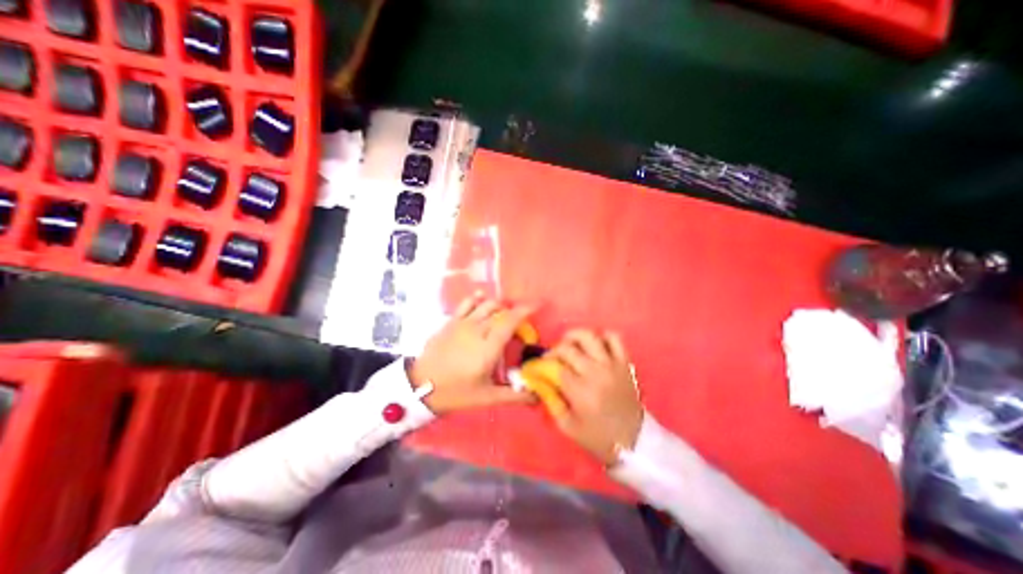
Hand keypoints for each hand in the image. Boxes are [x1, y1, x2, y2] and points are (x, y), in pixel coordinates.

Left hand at [409, 297, 535, 411]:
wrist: (420, 386)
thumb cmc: (457, 392)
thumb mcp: (488, 398)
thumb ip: (515, 396)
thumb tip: (538, 397)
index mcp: (488, 347)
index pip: (510, 321)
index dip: (525, 310)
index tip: (537, 305)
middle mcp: (477, 330)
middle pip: (501, 311)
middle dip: (514, 312)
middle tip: (521, 322)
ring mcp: (462, 323)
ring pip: (486, 304)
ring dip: (499, 306)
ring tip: (504, 314)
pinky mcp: (451, 321)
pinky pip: (467, 303)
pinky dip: (478, 299)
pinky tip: (482, 301)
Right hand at [547, 331, 641, 464]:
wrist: (634, 442)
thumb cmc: (598, 437)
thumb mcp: (567, 426)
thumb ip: (550, 400)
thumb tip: (539, 380)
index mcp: (580, 391)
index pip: (555, 367)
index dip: (543, 364)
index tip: (539, 366)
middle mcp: (595, 372)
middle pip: (568, 348)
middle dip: (554, 350)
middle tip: (552, 358)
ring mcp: (612, 365)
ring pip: (589, 336)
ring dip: (574, 337)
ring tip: (569, 345)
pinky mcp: (624, 363)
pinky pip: (614, 338)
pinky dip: (602, 337)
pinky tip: (595, 346)